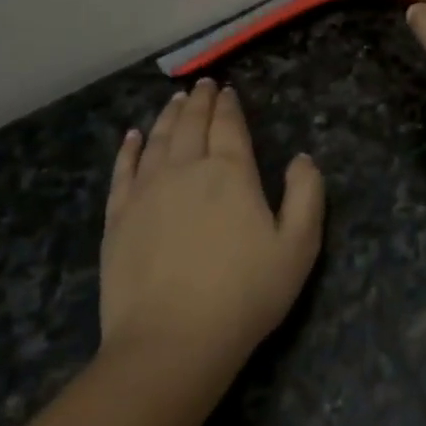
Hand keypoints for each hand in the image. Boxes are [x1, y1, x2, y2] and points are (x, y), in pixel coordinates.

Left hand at [99, 79, 324, 376]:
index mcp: (231, 173)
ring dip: (167, 116)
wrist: (172, 340)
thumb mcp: (298, 247)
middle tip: (203, 86)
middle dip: (199, 102)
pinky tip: (132, 136)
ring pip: (157, 140)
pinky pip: (122, 170)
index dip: (229, 106)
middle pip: (191, 124)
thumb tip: (302, 158)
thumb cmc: (245, 294)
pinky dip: (128, 148)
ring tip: (175, 99)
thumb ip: (307, 195)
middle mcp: (186, 169)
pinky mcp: (118, 216)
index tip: (228, 90)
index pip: (229, 126)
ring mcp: (146, 191)